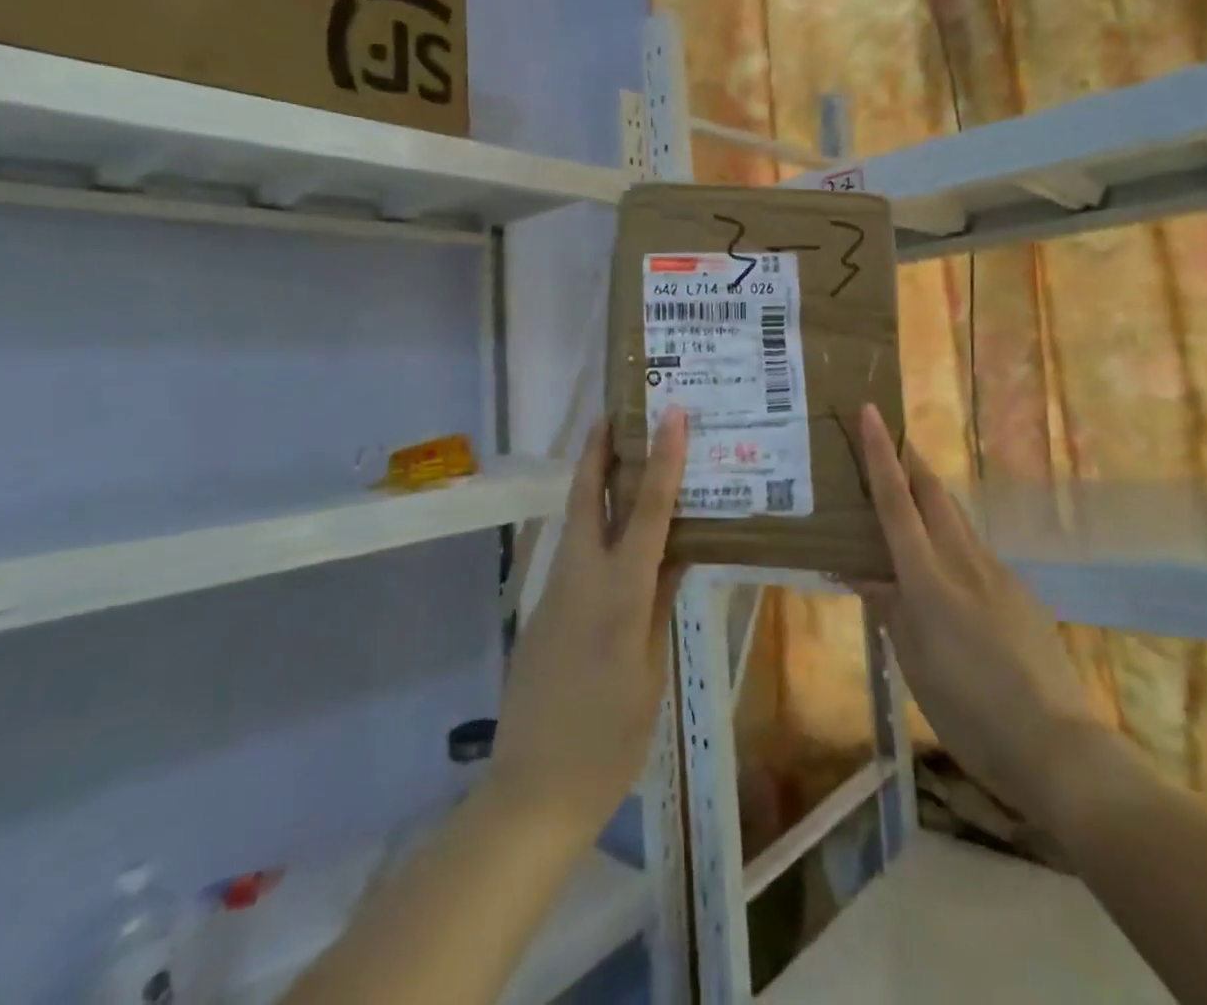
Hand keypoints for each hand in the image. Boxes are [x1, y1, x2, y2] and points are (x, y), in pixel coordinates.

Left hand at [488, 409, 686, 843]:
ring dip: (595, 486)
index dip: (662, 459)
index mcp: (618, 593)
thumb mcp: (650, 669)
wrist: (532, 792)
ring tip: (624, 463)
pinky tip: (615, 542)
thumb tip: (674, 552)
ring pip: (576, 524)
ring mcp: (554, 595)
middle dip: (599, 452)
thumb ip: (657, 603)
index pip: (647, 511)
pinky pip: (574, 557)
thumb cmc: (609, 738)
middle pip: (586, 498)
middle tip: (616, 413)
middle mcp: (580, 580)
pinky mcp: (541, 613)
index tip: (671, 414)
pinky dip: (594, 531)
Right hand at [855, 404, 1140, 823]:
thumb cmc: (968, 709)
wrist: (1055, 743)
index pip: (897, 502)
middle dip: (910, 461)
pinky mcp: (1020, 591)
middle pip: (934, 494)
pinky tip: (949, 573)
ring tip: (909, 500)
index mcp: (928, 578)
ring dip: (931, 498)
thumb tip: (859, 569)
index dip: (880, 455)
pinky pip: (977, 553)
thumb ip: (888, 607)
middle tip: (889, 440)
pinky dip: (953, 543)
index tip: (871, 412)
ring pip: (957, 520)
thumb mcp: (913, 662)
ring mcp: (998, 573)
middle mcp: (964, 561)